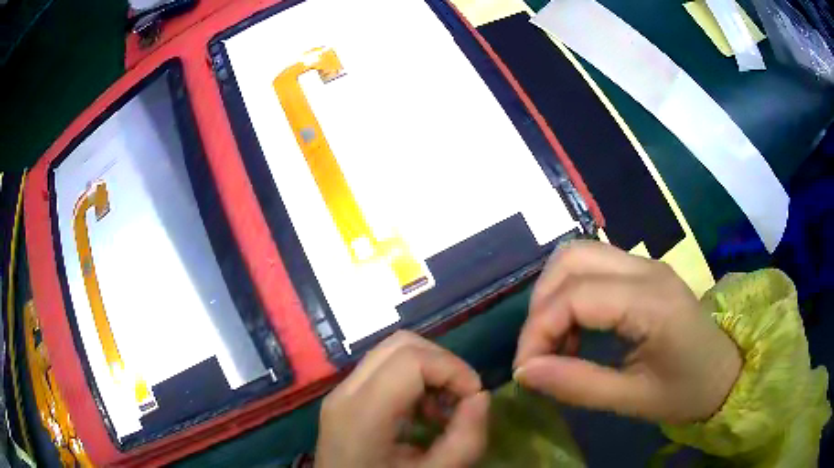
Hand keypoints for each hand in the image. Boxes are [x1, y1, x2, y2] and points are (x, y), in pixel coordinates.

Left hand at [315, 331, 489, 467]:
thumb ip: (464, 439)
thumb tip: (481, 396)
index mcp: (361, 414)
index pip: (411, 359)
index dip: (453, 369)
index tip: (474, 397)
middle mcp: (345, 393)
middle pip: (400, 345)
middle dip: (442, 364)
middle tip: (462, 398)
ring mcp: (340, 393)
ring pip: (391, 352)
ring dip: (428, 371)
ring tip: (443, 409)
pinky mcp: (344, 399)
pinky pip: (382, 370)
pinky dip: (412, 380)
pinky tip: (423, 412)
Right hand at [514, 241, 741, 423]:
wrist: (725, 374)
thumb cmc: (686, 392)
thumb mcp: (632, 400)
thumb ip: (577, 385)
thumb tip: (524, 373)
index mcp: (651, 302)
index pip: (575, 296)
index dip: (538, 331)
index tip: (525, 370)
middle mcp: (646, 269)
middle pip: (572, 259)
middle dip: (541, 305)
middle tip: (539, 351)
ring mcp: (646, 265)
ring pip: (580, 255)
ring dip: (554, 294)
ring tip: (556, 339)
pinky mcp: (644, 272)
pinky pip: (594, 267)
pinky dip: (572, 293)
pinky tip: (577, 329)